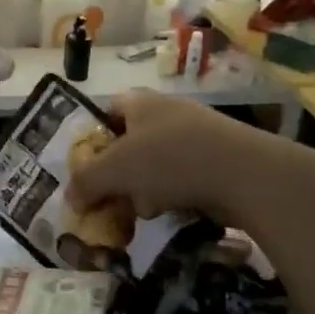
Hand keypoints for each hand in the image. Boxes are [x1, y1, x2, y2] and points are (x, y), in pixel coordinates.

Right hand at [67, 90, 267, 225]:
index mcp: (140, 102)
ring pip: (155, 164)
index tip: (85, 165)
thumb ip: (85, 182)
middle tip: (109, 194)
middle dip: (118, 172)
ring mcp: (197, 135)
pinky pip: (182, 177)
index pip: (106, 110)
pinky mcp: (218, 159)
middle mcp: (168, 111)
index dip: (91, 135)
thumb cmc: (169, 160)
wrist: (245, 175)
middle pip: (130, 142)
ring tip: (142, 209)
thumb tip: (70, 197)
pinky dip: (172, 194)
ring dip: (144, 188)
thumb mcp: (114, 171)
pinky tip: (171, 211)